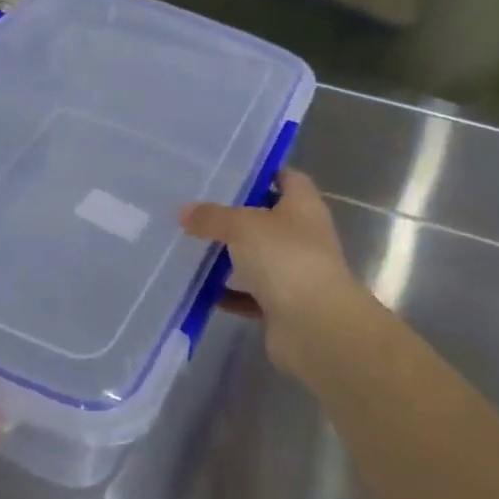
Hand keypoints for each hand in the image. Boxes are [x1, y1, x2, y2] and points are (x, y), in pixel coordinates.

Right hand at [180, 169, 373, 379]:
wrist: (315, 327)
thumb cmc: (286, 259)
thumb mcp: (243, 226)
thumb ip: (212, 217)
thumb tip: (183, 211)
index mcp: (303, 207)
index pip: (287, 178)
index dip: (262, 172)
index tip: (228, 171)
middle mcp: (303, 236)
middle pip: (267, 219)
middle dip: (235, 215)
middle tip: (197, 208)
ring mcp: (294, 273)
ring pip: (257, 258)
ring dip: (229, 255)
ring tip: (190, 245)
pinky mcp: (282, 306)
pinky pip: (249, 295)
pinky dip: (227, 293)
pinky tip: (198, 288)